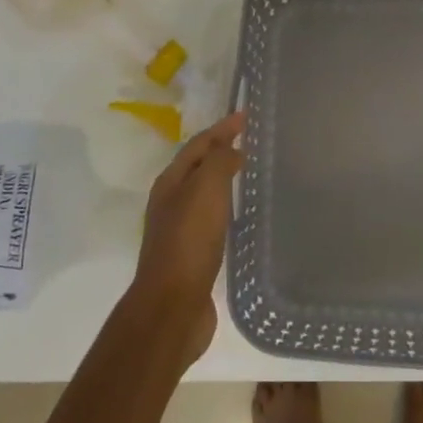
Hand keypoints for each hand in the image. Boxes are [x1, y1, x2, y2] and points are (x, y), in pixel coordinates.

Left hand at [129, 111, 244, 361]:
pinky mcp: (192, 255)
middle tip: (251, 142)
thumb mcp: (205, 191)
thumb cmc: (189, 242)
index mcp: (170, 183)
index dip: (222, 129)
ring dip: (223, 180)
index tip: (246, 117)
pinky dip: (226, 208)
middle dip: (221, 151)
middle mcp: (170, 202)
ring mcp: (179, 230)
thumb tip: (232, 150)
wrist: (173, 305)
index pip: (198, 146)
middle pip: (198, 167)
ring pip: (204, 194)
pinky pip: (212, 219)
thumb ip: (219, 162)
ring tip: (250, 174)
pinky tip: (241, 217)